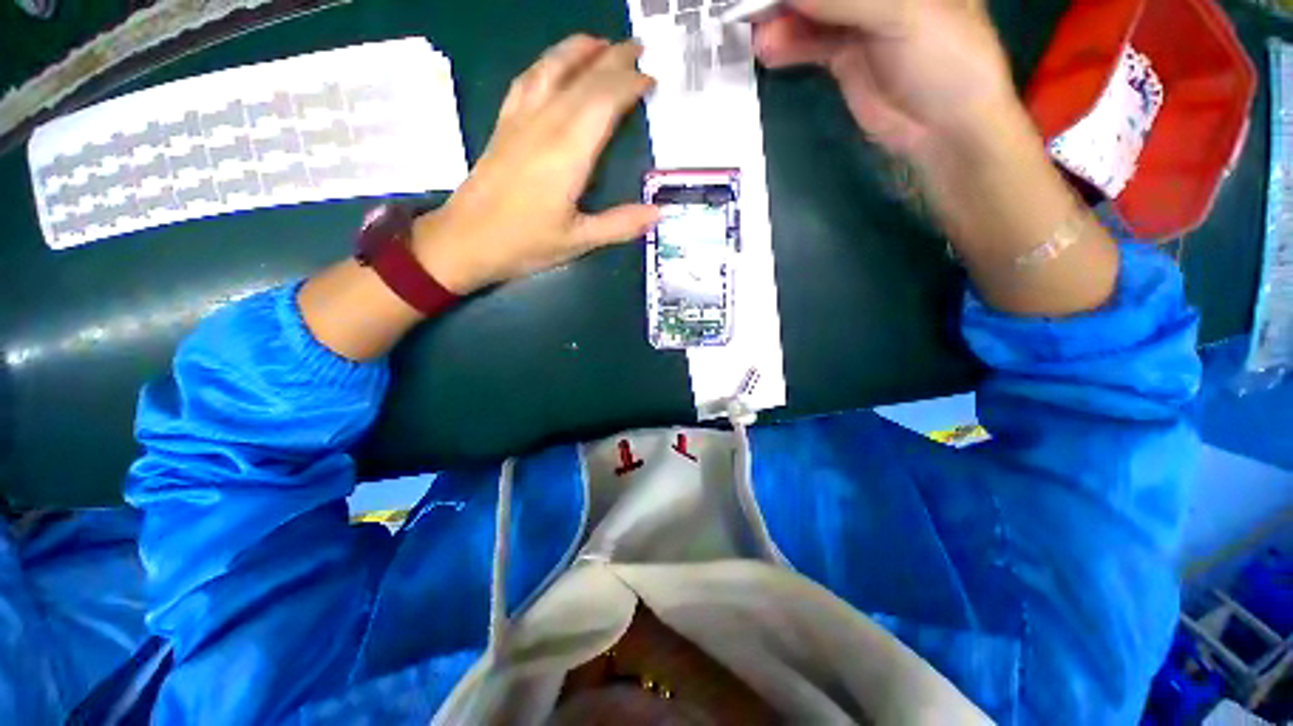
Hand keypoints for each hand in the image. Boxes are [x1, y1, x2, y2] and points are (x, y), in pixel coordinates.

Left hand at [413, 36, 658, 294]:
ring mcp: (519, 121)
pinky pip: (526, 81)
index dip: (629, 85)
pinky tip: (552, 64)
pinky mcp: (503, 126)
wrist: (465, 241)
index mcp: (568, 153)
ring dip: (577, 50)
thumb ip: (620, 225)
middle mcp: (544, 125)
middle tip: (637, 49)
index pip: (604, 101)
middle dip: (613, 59)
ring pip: (550, 69)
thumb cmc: (525, 244)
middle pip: (582, 79)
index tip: (652, 79)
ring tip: (599, 42)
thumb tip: (659, 212)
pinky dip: (545, 64)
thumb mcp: (578, 241)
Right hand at [753, 0, 1018, 161]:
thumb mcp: (902, 15)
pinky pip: (812, 44)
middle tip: (755, 6)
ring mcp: (861, 23)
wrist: (942, 128)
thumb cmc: (944, 59)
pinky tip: (770, 50)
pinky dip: (790, 45)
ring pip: (816, 13)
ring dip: (785, 20)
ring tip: (757, 31)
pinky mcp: (845, 58)